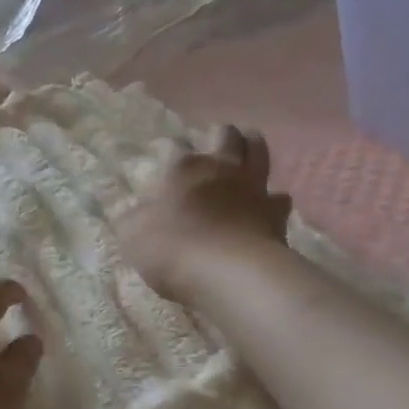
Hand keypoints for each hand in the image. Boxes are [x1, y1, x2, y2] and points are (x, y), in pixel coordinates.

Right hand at [117, 126, 292, 303]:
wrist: (231, 274)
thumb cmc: (173, 249)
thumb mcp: (133, 235)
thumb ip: (132, 217)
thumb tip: (129, 209)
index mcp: (183, 168)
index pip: (174, 148)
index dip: (170, 151)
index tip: (165, 160)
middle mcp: (220, 168)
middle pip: (227, 135)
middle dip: (222, 134)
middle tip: (216, 140)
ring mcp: (253, 188)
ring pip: (259, 153)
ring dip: (253, 149)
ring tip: (248, 152)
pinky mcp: (277, 214)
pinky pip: (279, 198)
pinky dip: (273, 200)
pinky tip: (268, 208)